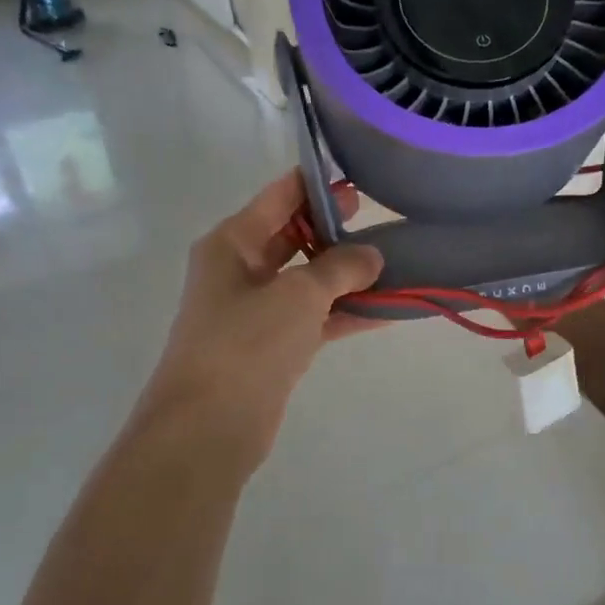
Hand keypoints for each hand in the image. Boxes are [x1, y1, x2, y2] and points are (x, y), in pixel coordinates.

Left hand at [137, 171, 382, 461]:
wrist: (208, 427)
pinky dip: (346, 313)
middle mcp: (241, 270)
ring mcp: (256, 311)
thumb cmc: (247, 342)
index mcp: (233, 243)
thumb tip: (372, 255)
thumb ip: (339, 267)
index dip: (319, 184)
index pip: (280, 196)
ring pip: (308, 280)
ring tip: (396, 262)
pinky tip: (389, 311)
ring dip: (347, 275)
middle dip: (336, 229)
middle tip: (382, 217)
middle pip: (294, 236)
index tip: (360, 178)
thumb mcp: (298, 294)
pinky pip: (315, 318)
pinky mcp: (272, 347)